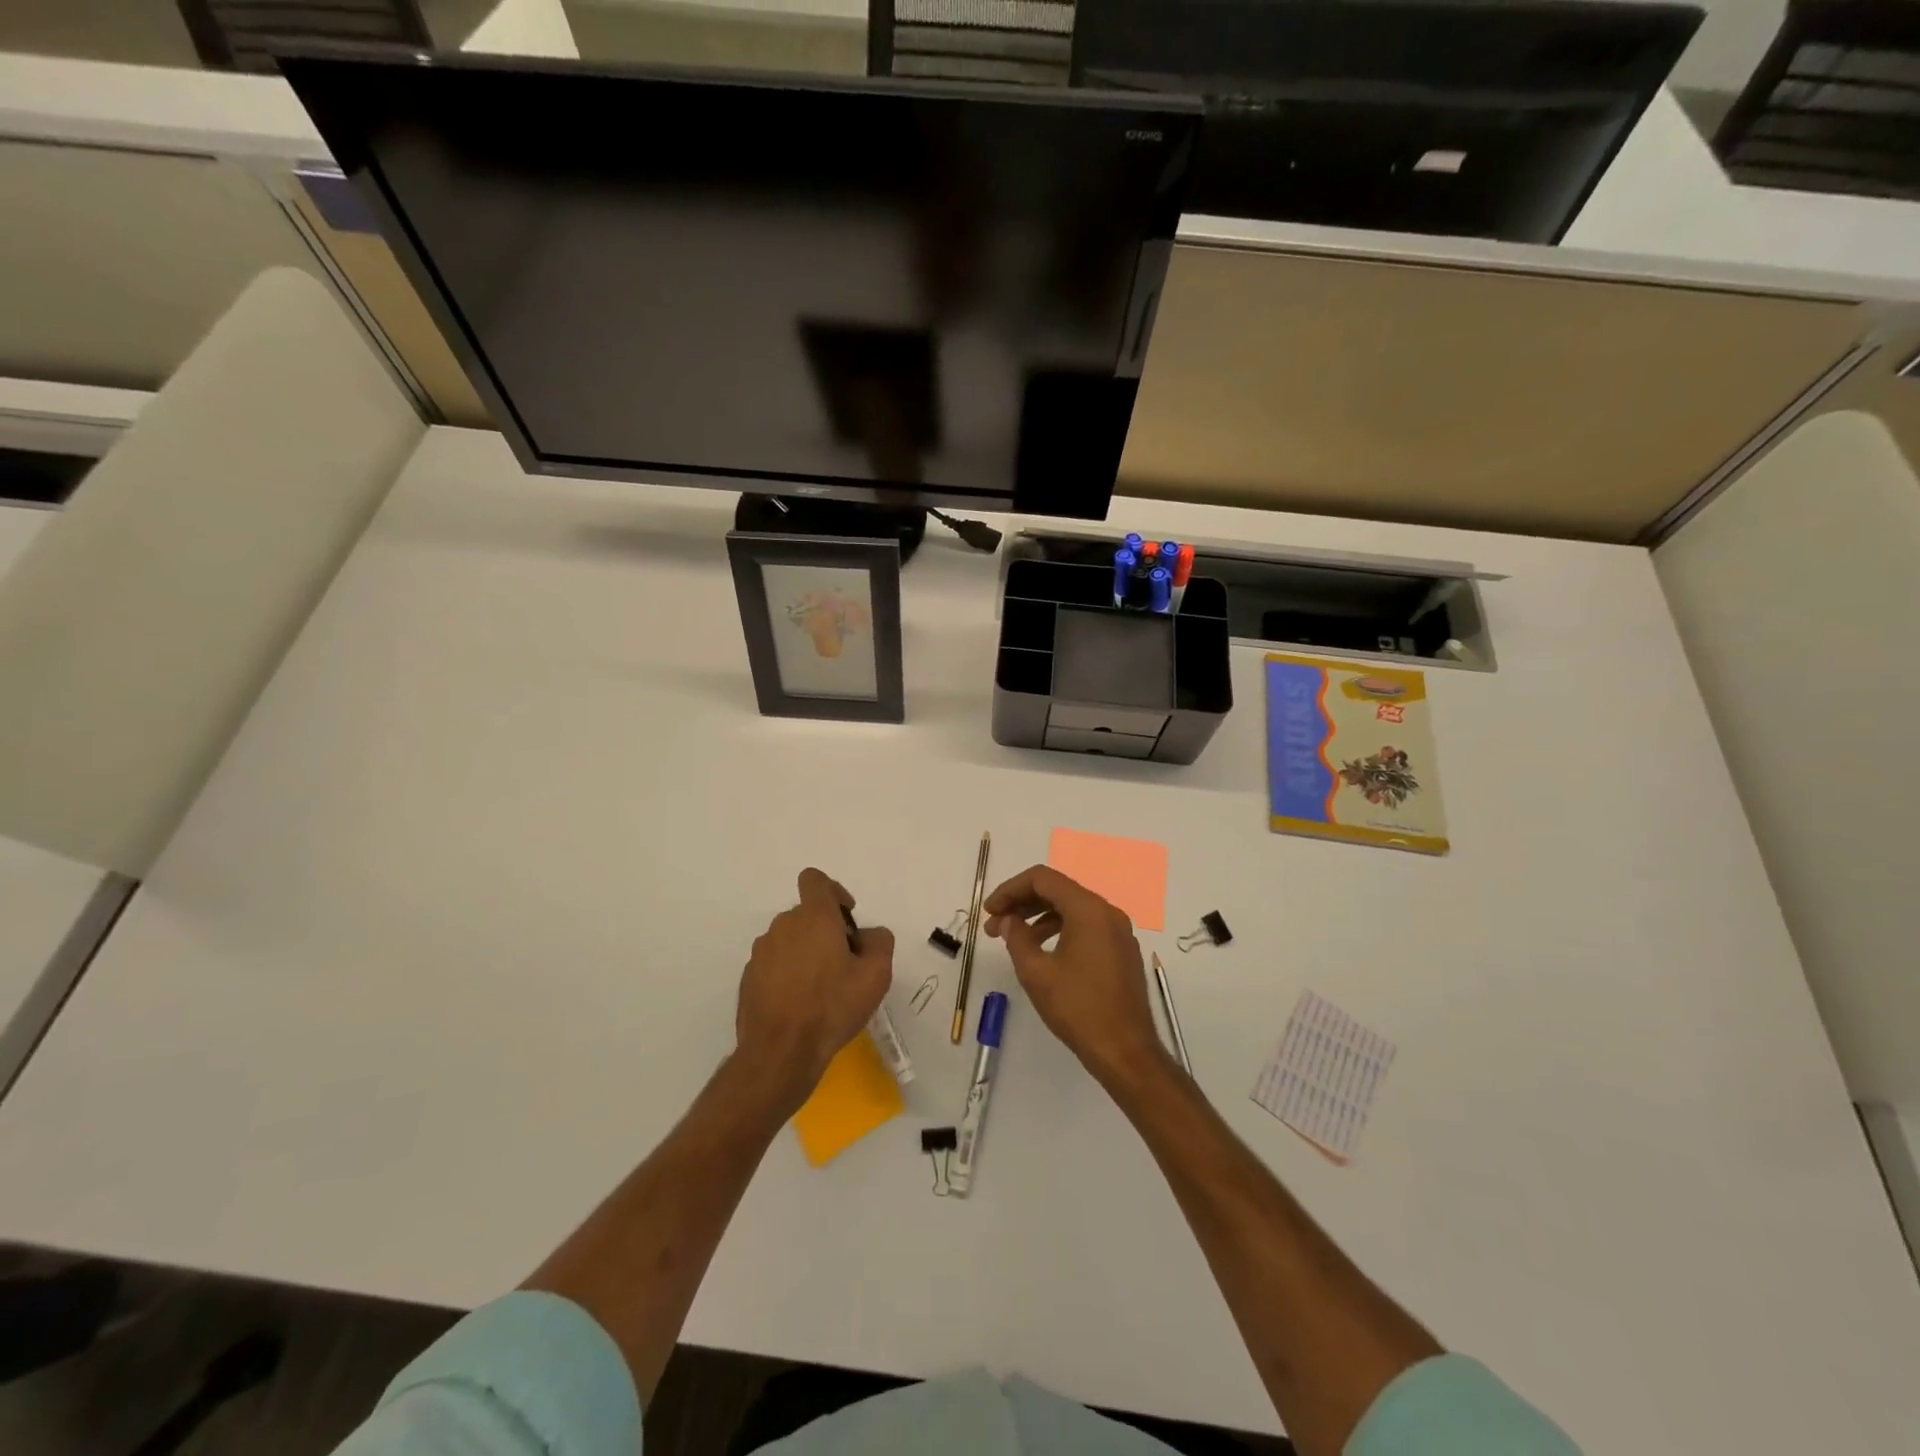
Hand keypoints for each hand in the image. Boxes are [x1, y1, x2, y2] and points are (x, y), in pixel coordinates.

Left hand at [736, 868, 893, 1113]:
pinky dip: (788, 974)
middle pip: (806, 914)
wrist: (780, 1052)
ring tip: (822, 989)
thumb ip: (880, 942)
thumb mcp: (875, 975)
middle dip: (826, 931)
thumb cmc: (832, 1007)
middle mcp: (783, 926)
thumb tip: (869, 934)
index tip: (846, 919)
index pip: (815, 880)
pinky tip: (800, 1005)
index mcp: (813, 917)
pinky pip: (774, 964)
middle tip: (844, 965)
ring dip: (806, 953)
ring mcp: (761, 952)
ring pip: (790, 940)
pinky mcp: (749, 978)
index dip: (834, 892)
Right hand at [984, 865, 1165, 1084]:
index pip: (1042, 879)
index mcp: (1088, 909)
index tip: (989, 911)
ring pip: (1072, 908)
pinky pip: (1087, 926)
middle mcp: (1107, 912)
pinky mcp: (1122, 950)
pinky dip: (1061, 929)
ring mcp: (1119, 931)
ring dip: (1040, 917)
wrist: (1125, 1051)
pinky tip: (1043, 951)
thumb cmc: (1078, 1009)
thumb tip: (1008, 921)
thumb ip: (1017, 938)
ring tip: (1014, 939)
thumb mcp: (1036, 972)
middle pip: (1058, 890)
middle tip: (995, 925)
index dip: (1010, 889)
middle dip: (1023, 903)